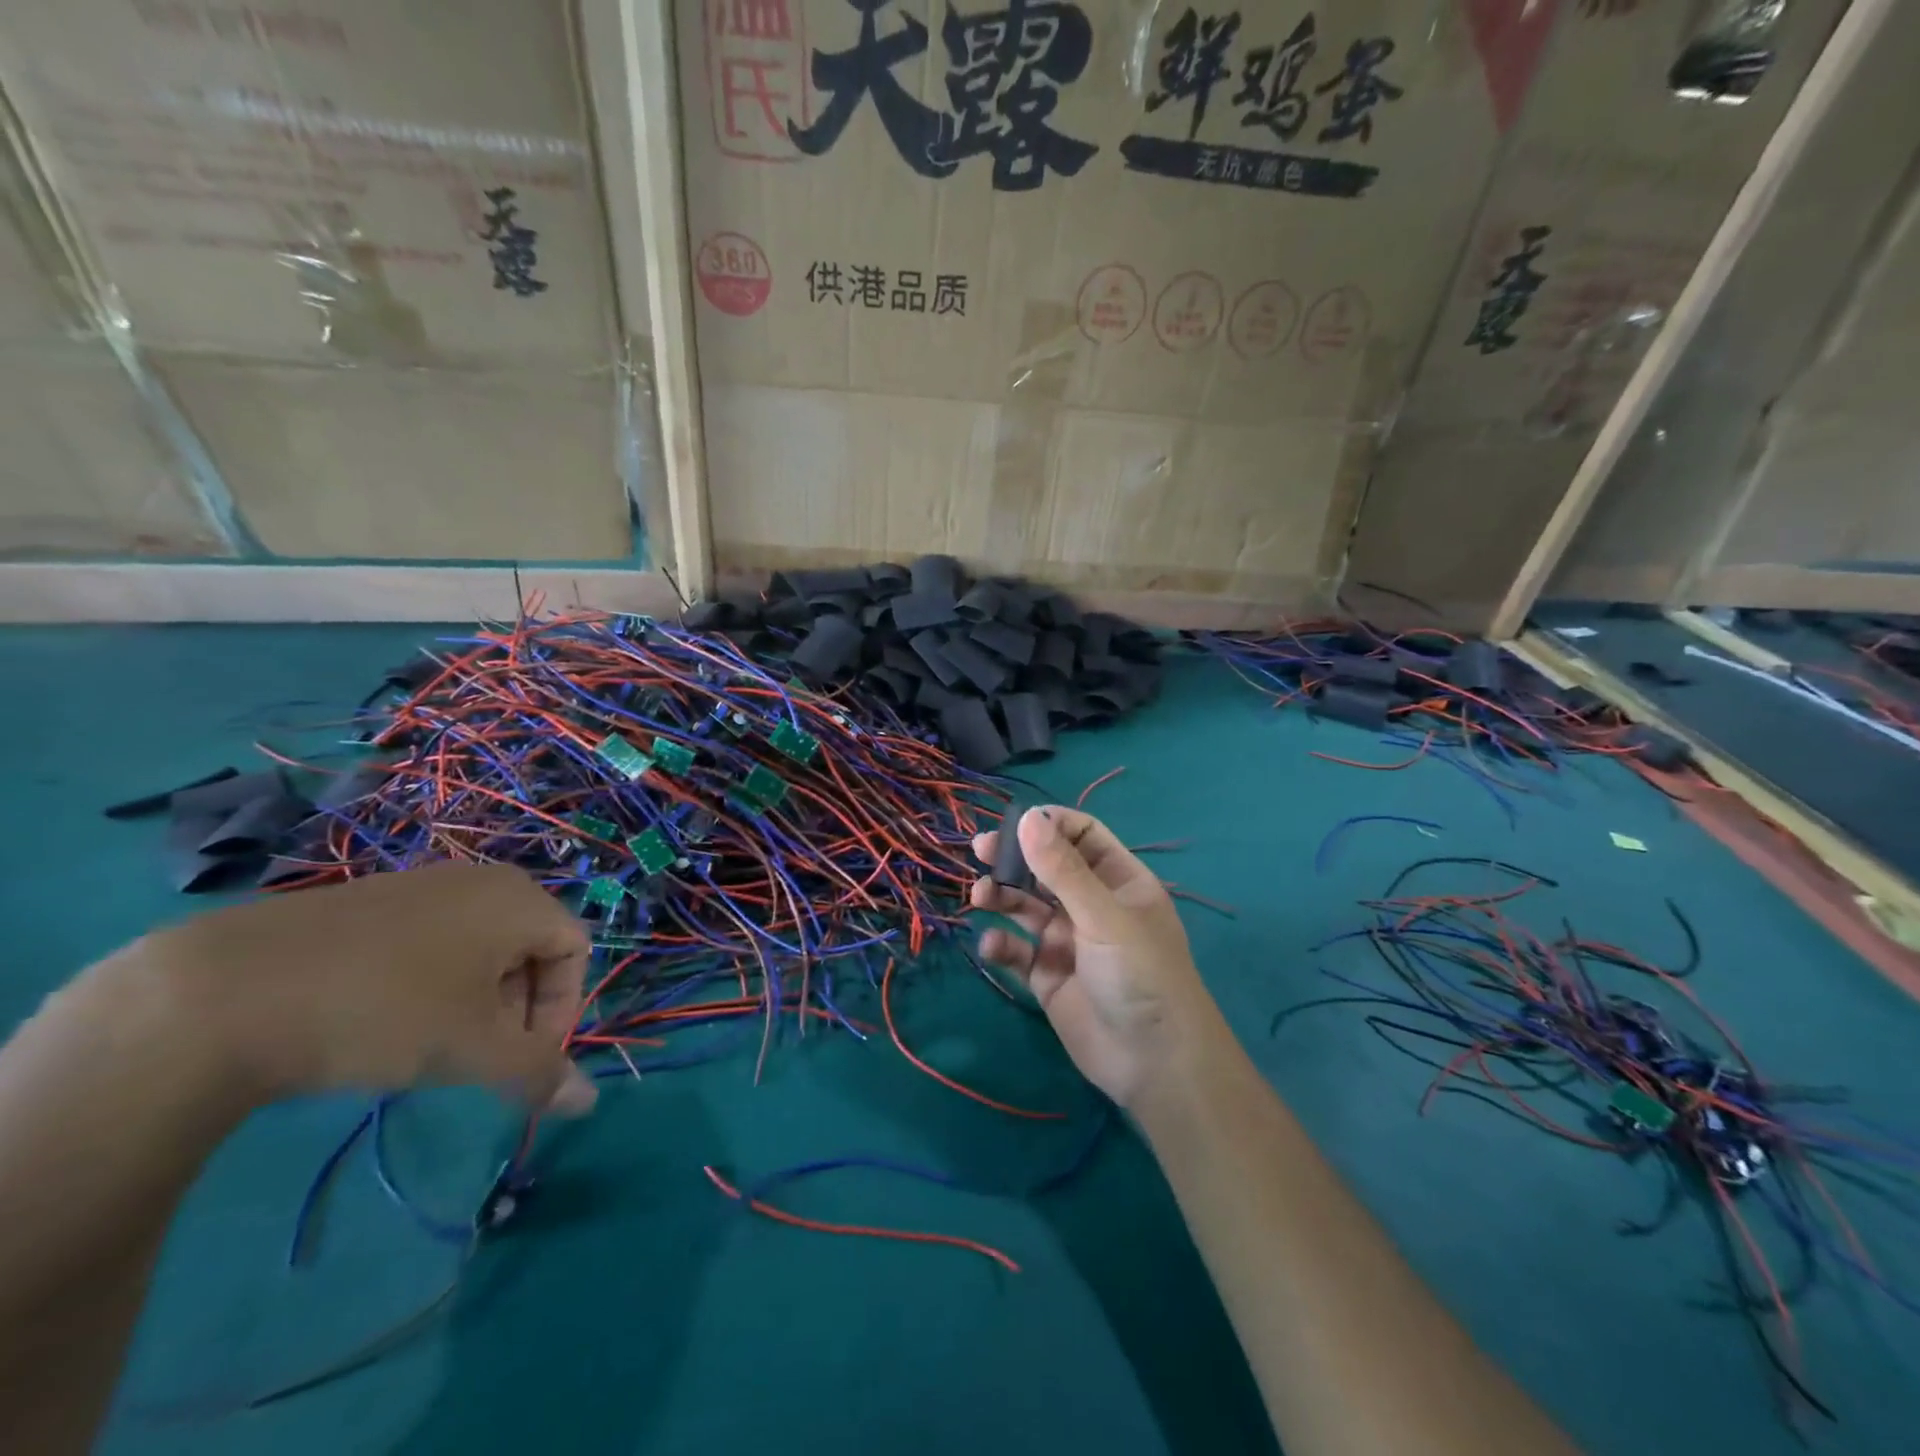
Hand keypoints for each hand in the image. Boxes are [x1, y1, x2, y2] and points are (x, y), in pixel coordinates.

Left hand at [133, 862, 595, 1113]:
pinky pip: (428, 941)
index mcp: (519, 898)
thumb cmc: (385, 1011)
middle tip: (477, 1057)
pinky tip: (380, 1020)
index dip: (562, 1009)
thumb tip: (588, 1102)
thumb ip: (538, 1073)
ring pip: (478, 947)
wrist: (222, 992)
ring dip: (473, 1001)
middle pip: (529, 947)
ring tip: (426, 1045)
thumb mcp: (472, 1051)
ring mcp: (421, 885)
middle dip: (516, 1009)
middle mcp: (481, 880)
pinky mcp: (368, 901)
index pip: (575, 950)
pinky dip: (427, 983)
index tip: (523, 1059)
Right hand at [971, 807, 1227, 1108]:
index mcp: (1119, 881)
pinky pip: (1019, 950)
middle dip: (1015, 857)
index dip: (1049, 824)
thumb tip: (1027, 816)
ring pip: (1027, 906)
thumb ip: (1062, 869)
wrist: (1155, 1063)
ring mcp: (1069, 941)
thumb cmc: (1141, 975)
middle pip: (1047, 867)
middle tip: (980, 850)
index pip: (1082, 835)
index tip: (1014, 822)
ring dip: (1003, 897)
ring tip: (980, 896)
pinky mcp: (1049, 976)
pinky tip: (993, 945)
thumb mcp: (1103, 916)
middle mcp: (1092, 905)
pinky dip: (1003, 944)